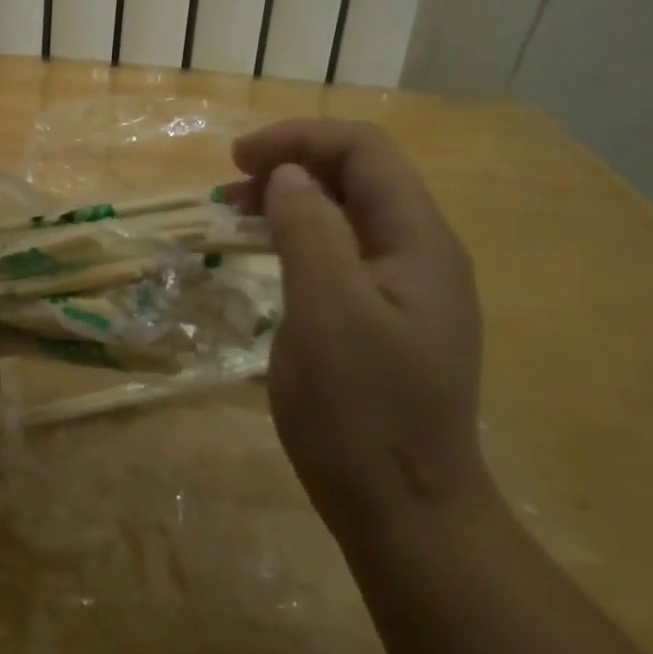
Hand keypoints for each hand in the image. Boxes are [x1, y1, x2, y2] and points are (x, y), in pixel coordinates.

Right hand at [232, 121, 485, 531]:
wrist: (406, 514)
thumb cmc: (362, 411)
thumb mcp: (326, 311)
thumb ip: (309, 230)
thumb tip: (288, 176)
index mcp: (419, 241)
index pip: (365, 152)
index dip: (300, 139)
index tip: (239, 158)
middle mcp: (422, 254)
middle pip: (360, 177)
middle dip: (294, 164)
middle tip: (231, 185)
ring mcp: (408, 289)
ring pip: (349, 214)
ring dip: (293, 200)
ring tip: (237, 213)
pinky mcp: (388, 318)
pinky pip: (343, 253)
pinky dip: (301, 238)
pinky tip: (269, 255)